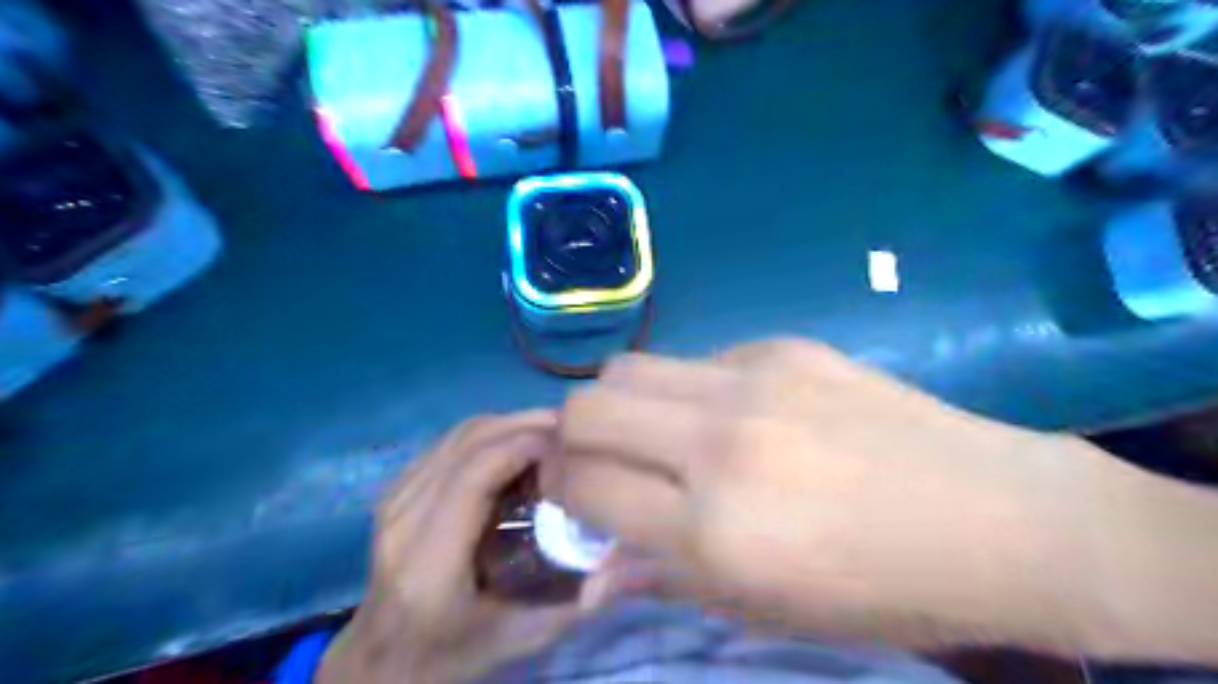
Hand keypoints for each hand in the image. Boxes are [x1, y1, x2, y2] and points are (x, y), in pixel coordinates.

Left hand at [318, 411, 607, 683]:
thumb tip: (631, 561)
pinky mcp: (396, 489)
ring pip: (460, 433)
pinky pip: (450, 441)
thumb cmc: (451, 653)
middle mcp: (404, 518)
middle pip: (470, 441)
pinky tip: (517, 447)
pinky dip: (490, 433)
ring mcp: (393, 498)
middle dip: (526, 424)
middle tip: (573, 433)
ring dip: (510, 423)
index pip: (477, 472)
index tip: (572, 444)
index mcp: (429, 561)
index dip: (527, 443)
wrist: (380, 659)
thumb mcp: (520, 640)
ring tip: (551, 435)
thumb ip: (578, 603)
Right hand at [543, 339, 1109, 653]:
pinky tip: (731, 416)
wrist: (1001, 518)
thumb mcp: (764, 612)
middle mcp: (720, 441)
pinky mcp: (783, 347)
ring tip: (655, 434)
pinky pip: (696, 360)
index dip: (561, 488)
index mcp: (716, 529)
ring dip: (620, 404)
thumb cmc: (884, 590)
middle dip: (570, 436)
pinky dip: (686, 391)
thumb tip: (591, 568)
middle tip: (597, 460)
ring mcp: (752, 379)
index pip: (585, 484)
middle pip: (586, 406)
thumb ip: (663, 578)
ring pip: (628, 368)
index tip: (567, 492)